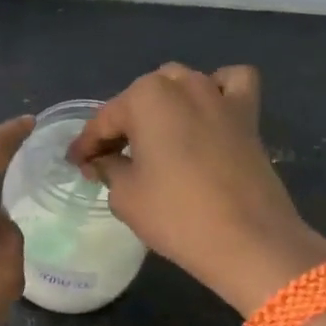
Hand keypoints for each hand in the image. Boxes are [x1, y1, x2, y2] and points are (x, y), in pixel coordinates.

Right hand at [67, 64, 325, 311]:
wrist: (249, 241)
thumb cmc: (176, 215)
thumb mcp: (125, 195)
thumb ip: (107, 168)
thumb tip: (102, 161)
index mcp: (145, 97)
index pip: (104, 120)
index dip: (86, 145)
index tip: (76, 164)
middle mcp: (182, 84)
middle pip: (140, 99)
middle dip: (122, 124)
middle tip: (111, 159)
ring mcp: (219, 96)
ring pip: (181, 84)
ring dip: (162, 105)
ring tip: (154, 138)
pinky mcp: (248, 115)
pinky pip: (231, 85)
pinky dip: (217, 91)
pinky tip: (207, 114)